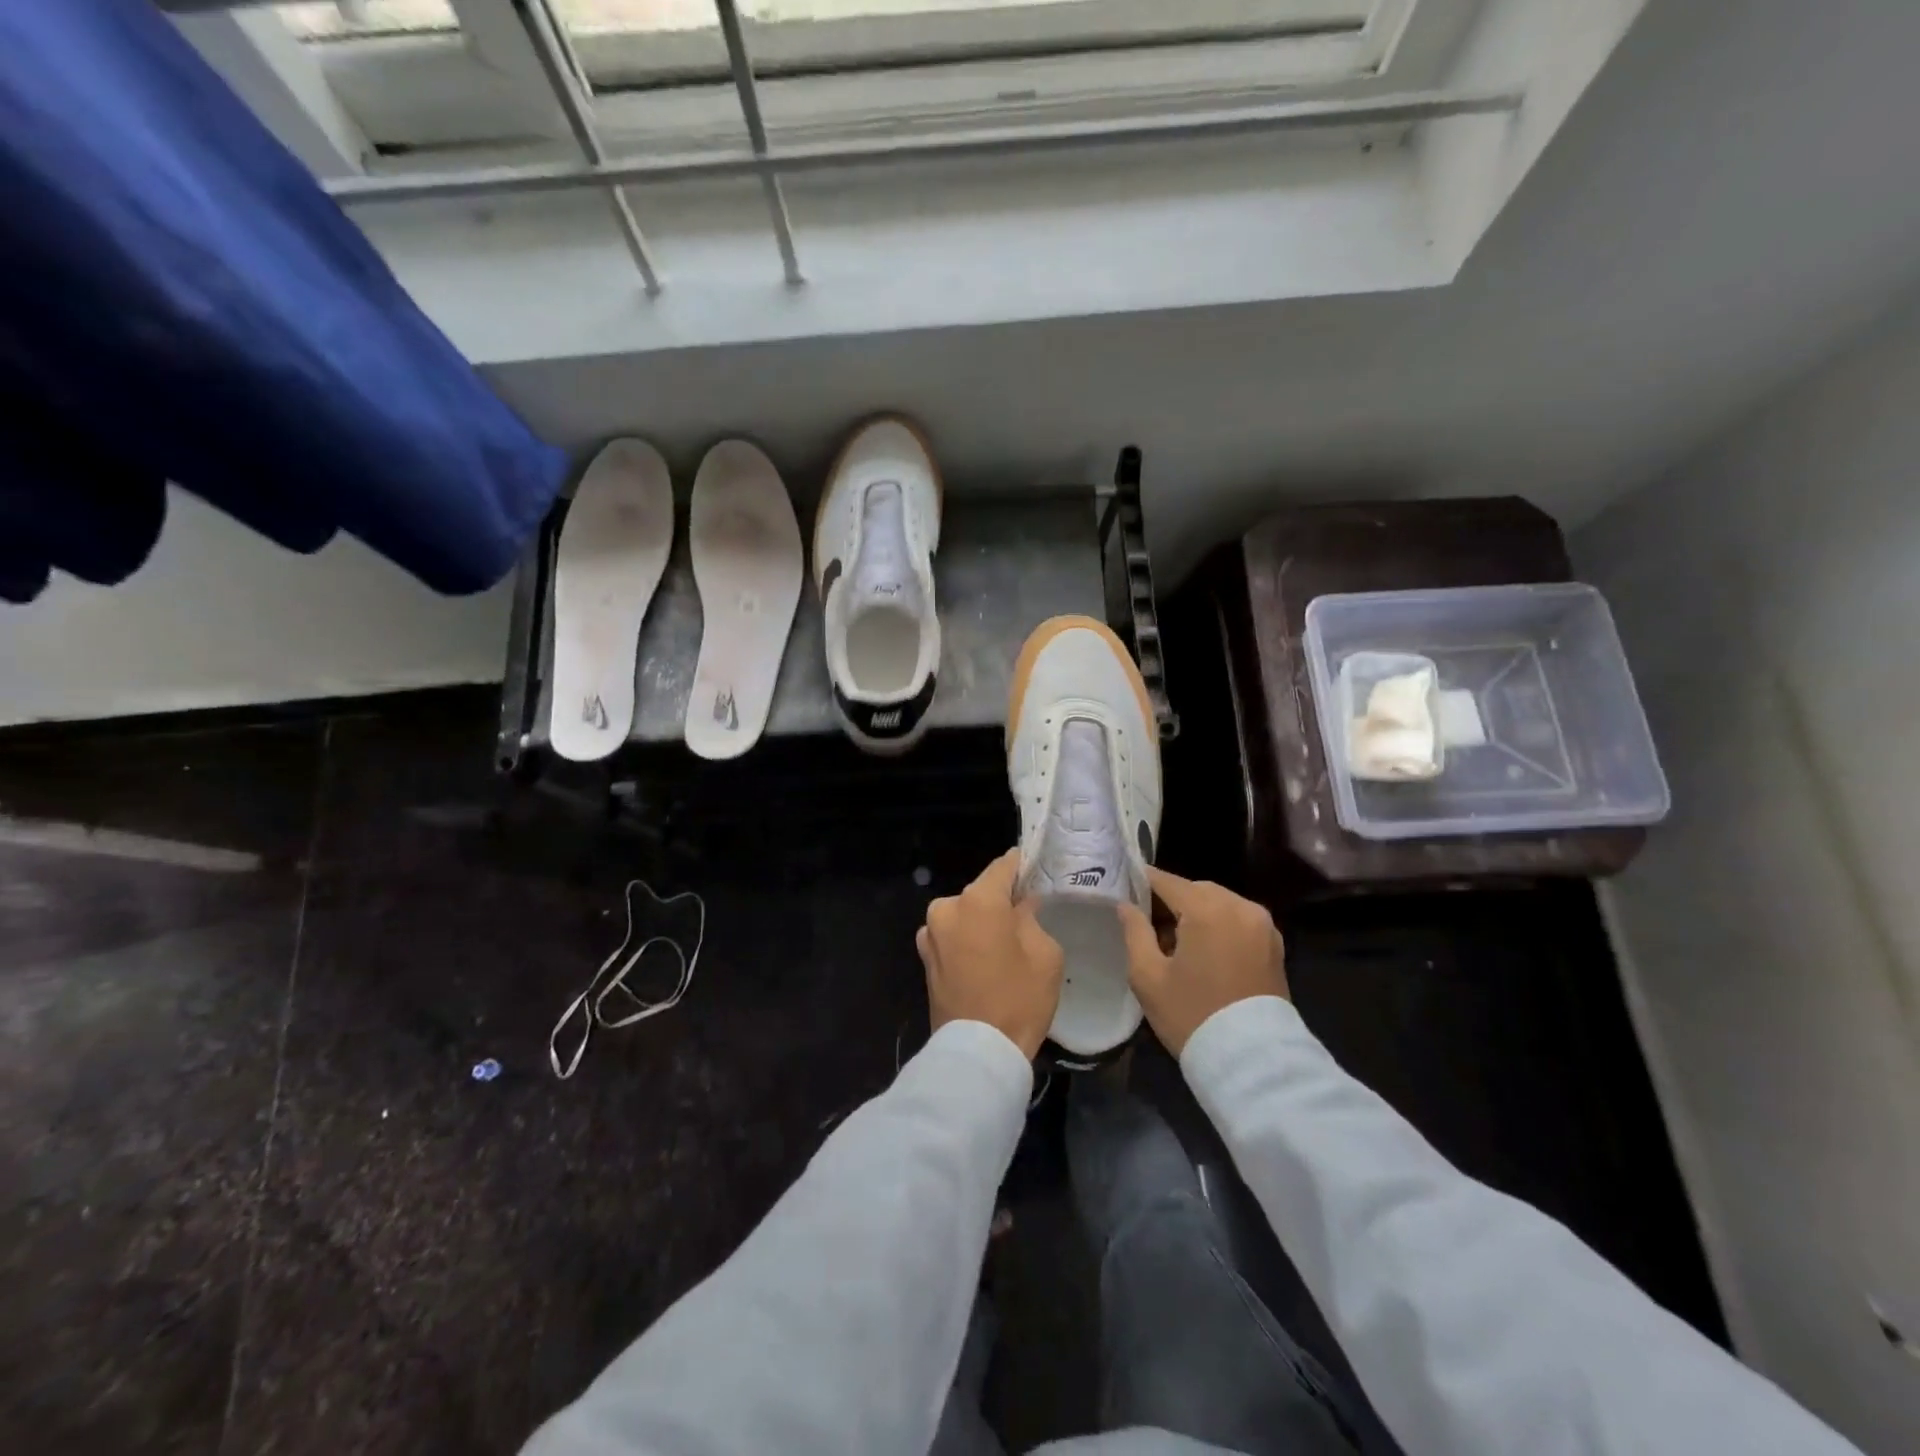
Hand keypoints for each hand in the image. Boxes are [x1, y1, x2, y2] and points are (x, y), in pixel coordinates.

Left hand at [918, 850, 1064, 1059]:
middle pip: (981, 892)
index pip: (1003, 866)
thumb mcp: (1044, 954)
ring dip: (981, 922)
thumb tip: (1021, 905)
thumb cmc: (1019, 998)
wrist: (978, 1052)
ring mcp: (930, 933)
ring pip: (964, 915)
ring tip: (1004, 943)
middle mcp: (947, 908)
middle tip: (1025, 914)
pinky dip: (966, 940)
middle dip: (1001, 900)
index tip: (1034, 867)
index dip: (1021, 865)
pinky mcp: (924, 958)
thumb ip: (1032, 918)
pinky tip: (984, 960)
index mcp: (978, 900)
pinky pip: (952, 937)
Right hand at [1118, 869, 1288, 1055]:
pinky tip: (1203, 951)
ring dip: (1196, 912)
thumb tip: (1126, 905)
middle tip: (1147, 923)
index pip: (1167, 881)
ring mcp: (1262, 924)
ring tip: (1175, 942)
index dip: (1143, 881)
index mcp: (1207, 909)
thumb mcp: (1148, 976)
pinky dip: (1218, 924)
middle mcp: (1239, 906)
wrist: (1252, 1061)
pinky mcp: (1274, 944)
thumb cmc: (1192, 1015)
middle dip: (1171, 900)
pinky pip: (1237, 920)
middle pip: (1195, 889)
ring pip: (1218, 902)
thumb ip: (1134, 932)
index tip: (1124, 885)